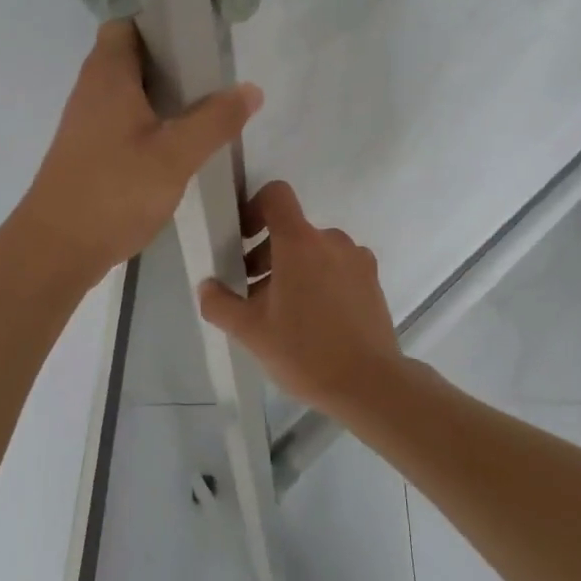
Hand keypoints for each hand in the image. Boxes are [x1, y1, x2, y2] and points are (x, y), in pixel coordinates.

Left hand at [17, 21, 262, 284]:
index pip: (126, 24)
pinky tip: (179, 146)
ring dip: (164, 96)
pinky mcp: (89, 152)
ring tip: (206, 110)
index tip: (199, 38)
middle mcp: (92, 91)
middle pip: (132, 58)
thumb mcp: (175, 155)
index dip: (160, 23)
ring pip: (130, 93)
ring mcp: (87, 123)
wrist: (55, 249)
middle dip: (172, 62)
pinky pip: (124, 121)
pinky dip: (151, 123)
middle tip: (213, 78)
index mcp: (108, 75)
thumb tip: (250, 88)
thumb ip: (215, 120)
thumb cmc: (114, 191)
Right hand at [197, 181, 404, 415]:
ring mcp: (357, 260)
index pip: (276, 195)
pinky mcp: (372, 281)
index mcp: (300, 242)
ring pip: (315, 251)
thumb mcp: (250, 332)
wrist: (370, 385)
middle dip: (266, 254)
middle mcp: (332, 240)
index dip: (254, 208)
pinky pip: (337, 267)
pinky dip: (320, 281)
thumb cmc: (305, 351)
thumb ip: (220, 304)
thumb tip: (208, 286)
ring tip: (283, 313)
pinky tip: (314, 321)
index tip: (242, 241)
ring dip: (293, 270)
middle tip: (253, 294)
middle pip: (291, 230)